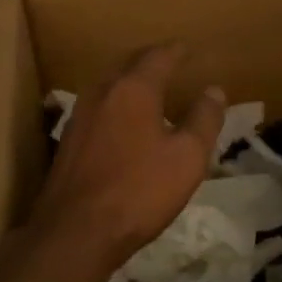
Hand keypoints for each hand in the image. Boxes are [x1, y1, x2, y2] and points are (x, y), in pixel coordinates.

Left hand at [26, 44, 226, 267]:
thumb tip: (214, 91)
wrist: (76, 231)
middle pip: (129, 64)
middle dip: (151, 60)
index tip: (189, 49)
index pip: (159, 56)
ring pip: (109, 84)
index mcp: (134, 89)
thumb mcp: (187, 158)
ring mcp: (80, 115)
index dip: (177, 51)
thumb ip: (204, 120)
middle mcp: (103, 92)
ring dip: (130, 80)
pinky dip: (116, 103)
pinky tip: (123, 121)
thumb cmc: (139, 191)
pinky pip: (98, 107)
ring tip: (149, 89)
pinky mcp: (68, 139)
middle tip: (170, 62)